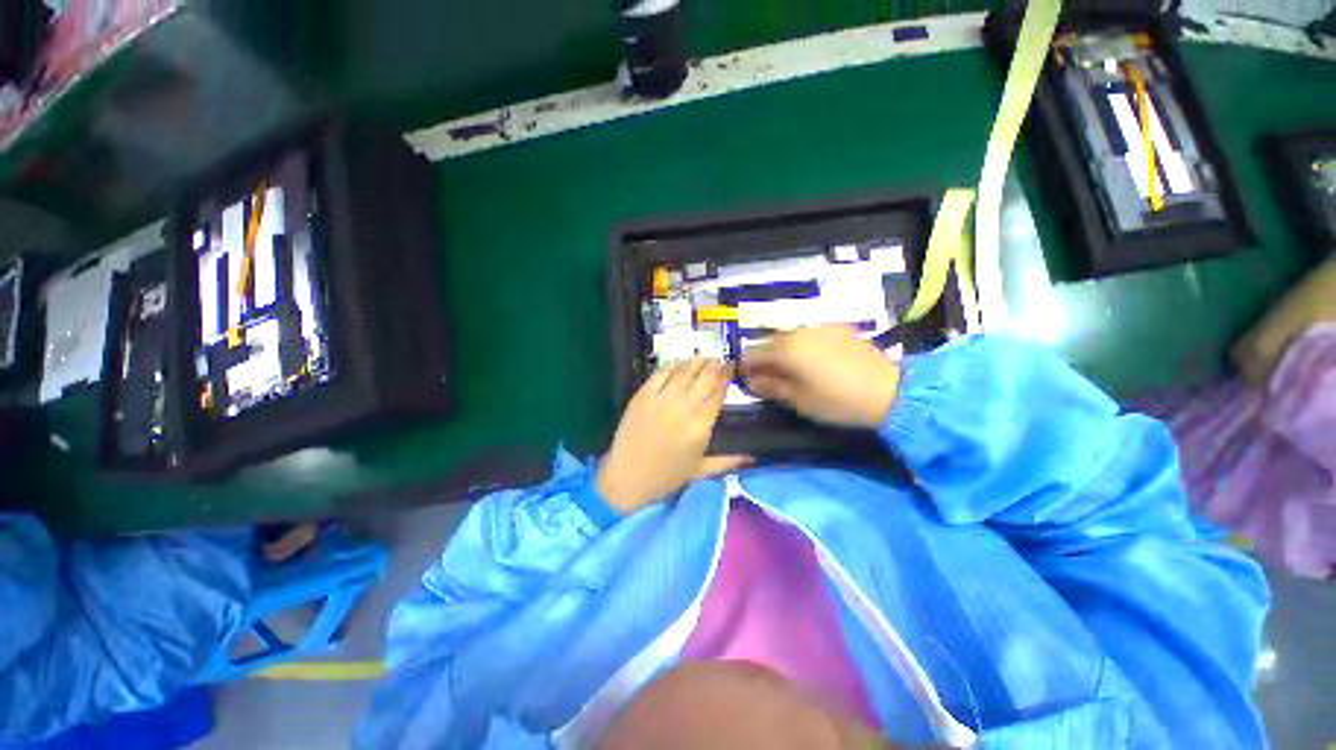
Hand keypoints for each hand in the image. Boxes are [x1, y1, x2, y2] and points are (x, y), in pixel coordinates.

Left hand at [597, 359, 751, 513]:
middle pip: (705, 378)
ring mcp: (661, 400)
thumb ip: (728, 461)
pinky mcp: (642, 395)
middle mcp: (683, 409)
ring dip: (697, 360)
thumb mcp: (701, 471)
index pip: (718, 395)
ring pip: (684, 371)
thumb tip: (754, 456)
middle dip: (716, 365)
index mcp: (700, 428)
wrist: (626, 477)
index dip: (727, 379)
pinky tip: (679, 361)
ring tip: (704, 356)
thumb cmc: (666, 476)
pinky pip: (660, 373)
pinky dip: (672, 364)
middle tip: (721, 360)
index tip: (731, 370)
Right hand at [741, 326, 899, 428]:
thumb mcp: (798, 400)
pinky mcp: (837, 328)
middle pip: (768, 342)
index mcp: (784, 349)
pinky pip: (808, 334)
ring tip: (793, 371)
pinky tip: (814, 362)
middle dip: (764, 360)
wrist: (889, 390)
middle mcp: (797, 331)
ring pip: (788, 336)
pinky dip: (802, 346)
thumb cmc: (837, 400)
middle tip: (770, 379)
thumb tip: (751, 381)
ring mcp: (819, 326)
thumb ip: (770, 387)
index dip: (746, 368)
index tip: (749, 382)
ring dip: (782, 352)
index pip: (751, 354)